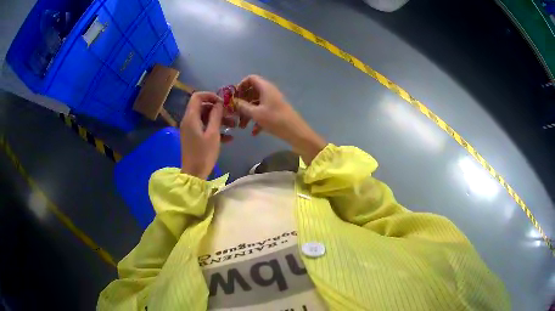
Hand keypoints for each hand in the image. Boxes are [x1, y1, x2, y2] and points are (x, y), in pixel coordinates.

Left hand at [180, 92, 233, 178]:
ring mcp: (191, 129)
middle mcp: (189, 120)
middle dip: (217, 109)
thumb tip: (219, 103)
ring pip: (205, 118)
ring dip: (219, 120)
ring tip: (233, 126)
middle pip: (203, 107)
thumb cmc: (203, 154)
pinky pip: (204, 128)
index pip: (197, 97)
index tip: (223, 102)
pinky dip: (215, 129)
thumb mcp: (213, 134)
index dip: (210, 95)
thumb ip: (216, 116)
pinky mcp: (194, 137)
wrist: (194, 174)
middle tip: (231, 114)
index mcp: (191, 117)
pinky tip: (229, 138)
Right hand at [236, 75, 325, 163]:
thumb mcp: (255, 113)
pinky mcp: (276, 111)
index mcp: (265, 87)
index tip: (234, 97)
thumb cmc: (275, 120)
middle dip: (242, 102)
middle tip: (235, 113)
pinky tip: (254, 132)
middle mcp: (269, 92)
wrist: (296, 132)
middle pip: (251, 92)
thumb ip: (242, 106)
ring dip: (248, 113)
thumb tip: (232, 101)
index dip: (241, 86)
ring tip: (242, 127)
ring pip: (256, 103)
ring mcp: (273, 102)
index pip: (250, 78)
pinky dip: (257, 119)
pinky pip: (262, 111)